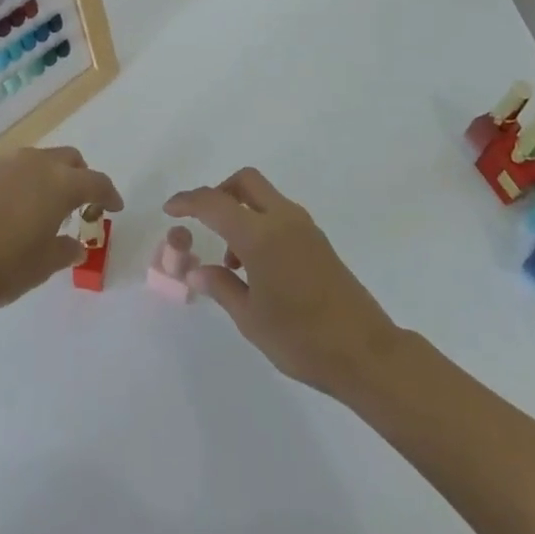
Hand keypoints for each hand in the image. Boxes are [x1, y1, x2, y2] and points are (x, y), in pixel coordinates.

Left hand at [0, 147, 122, 313]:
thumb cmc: (3, 265)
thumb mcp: (43, 265)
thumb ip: (65, 251)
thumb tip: (76, 246)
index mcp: (61, 184)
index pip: (97, 182)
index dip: (109, 196)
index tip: (115, 208)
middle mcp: (38, 164)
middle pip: (70, 161)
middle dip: (81, 178)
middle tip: (81, 206)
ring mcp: (8, 164)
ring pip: (41, 160)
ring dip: (52, 177)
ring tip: (47, 208)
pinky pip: (17, 170)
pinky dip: (27, 183)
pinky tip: (17, 210)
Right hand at [165, 168, 402, 396]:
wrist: (365, 352)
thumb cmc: (301, 339)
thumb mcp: (251, 319)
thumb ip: (221, 287)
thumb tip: (197, 272)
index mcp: (260, 234)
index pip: (214, 203)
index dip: (188, 201)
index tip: (169, 209)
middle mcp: (282, 219)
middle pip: (244, 182)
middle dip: (219, 192)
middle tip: (202, 221)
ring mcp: (304, 227)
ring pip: (263, 196)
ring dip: (240, 211)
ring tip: (231, 262)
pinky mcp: (317, 240)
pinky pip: (279, 214)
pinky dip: (259, 224)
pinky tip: (256, 267)